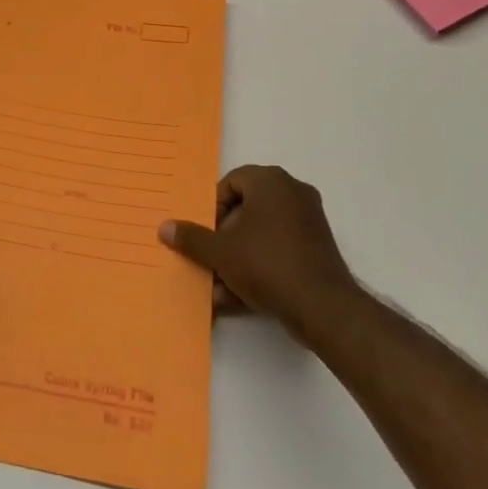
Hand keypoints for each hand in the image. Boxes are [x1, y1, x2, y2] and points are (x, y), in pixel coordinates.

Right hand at [159, 165, 359, 343]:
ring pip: (261, 234)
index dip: (212, 208)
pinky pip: (279, 250)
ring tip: (218, 287)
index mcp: (270, 181)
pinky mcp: (317, 249)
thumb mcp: (220, 252)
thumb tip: (164, 228)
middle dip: (223, 238)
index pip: (231, 182)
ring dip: (237, 258)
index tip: (203, 234)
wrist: (322, 307)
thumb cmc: (266, 264)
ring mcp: (308, 221)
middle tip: (209, 258)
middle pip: (246, 209)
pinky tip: (238, 297)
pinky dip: (259, 267)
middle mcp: (292, 193)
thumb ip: (192, 238)